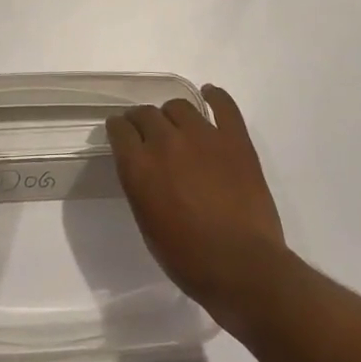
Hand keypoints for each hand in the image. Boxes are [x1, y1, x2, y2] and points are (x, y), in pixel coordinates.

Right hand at [106, 84, 287, 325]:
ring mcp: (203, 136)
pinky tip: (209, 94)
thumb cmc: (188, 258)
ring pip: (179, 106)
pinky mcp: (234, 139)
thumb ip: (141, 186)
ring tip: (177, 125)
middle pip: (146, 113)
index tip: (121, 132)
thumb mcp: (148, 223)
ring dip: (173, 114)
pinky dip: (215, 96)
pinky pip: (223, 106)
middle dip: (142, 121)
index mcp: (139, 166)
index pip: (119, 129)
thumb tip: (143, 167)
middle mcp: (166, 142)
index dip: (119, 129)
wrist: (242, 267)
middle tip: (148, 133)